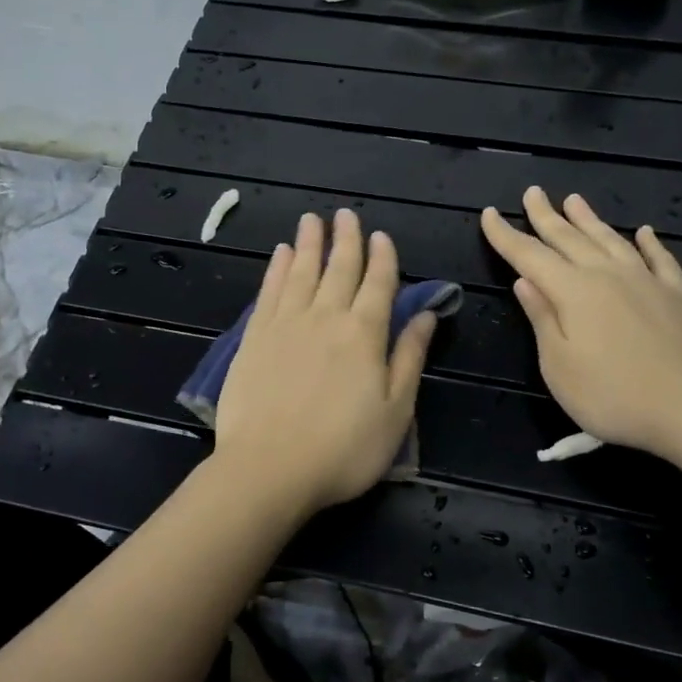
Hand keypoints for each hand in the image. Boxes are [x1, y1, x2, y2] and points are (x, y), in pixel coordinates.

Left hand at [215, 209, 437, 515]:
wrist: (269, 467)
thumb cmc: (343, 450)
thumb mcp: (395, 412)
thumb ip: (409, 358)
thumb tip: (427, 315)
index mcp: (365, 335)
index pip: (378, 285)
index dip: (383, 258)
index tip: (382, 236)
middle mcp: (326, 317)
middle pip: (339, 269)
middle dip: (346, 240)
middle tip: (346, 214)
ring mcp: (286, 324)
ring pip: (301, 271)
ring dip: (309, 243)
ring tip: (312, 220)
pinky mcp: (254, 336)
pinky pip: (269, 291)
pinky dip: (277, 268)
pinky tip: (280, 254)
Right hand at [481, 188, 681, 460]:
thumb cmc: (612, 394)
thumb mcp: (558, 365)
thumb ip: (542, 318)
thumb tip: (525, 281)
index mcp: (572, 292)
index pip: (529, 256)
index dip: (506, 236)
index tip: (489, 214)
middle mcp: (607, 276)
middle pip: (569, 238)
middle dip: (546, 216)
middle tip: (532, 193)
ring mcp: (646, 282)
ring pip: (610, 240)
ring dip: (589, 220)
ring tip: (574, 200)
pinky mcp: (676, 296)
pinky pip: (659, 259)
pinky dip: (649, 243)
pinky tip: (644, 232)